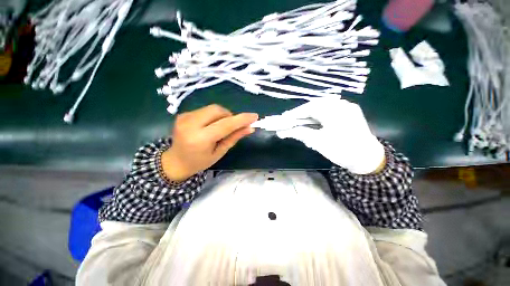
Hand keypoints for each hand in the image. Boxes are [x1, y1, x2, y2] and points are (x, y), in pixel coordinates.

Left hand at [162, 105, 257, 181]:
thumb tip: (250, 128)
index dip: (241, 119)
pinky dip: (213, 116)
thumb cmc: (200, 162)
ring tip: (221, 127)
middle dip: (230, 116)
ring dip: (222, 116)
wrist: (175, 162)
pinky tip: (210, 126)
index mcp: (200, 139)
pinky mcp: (183, 114)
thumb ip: (234, 138)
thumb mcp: (220, 152)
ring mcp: (184, 117)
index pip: (225, 125)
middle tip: (233, 126)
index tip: (254, 116)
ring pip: (212, 108)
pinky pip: (205, 110)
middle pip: (218, 110)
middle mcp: (190, 125)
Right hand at [276, 98, 384, 174]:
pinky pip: (328, 112)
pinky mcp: (348, 113)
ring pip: (321, 108)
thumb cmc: (342, 150)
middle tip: (289, 121)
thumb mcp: (318, 142)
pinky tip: (311, 123)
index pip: (309, 108)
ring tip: (297, 122)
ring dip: (308, 116)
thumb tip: (282, 131)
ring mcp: (346, 108)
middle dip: (300, 114)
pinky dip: (317, 117)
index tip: (283, 118)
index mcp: (335, 110)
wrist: (368, 160)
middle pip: (314, 106)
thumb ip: (300, 133)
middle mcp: (341, 104)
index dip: (294, 113)